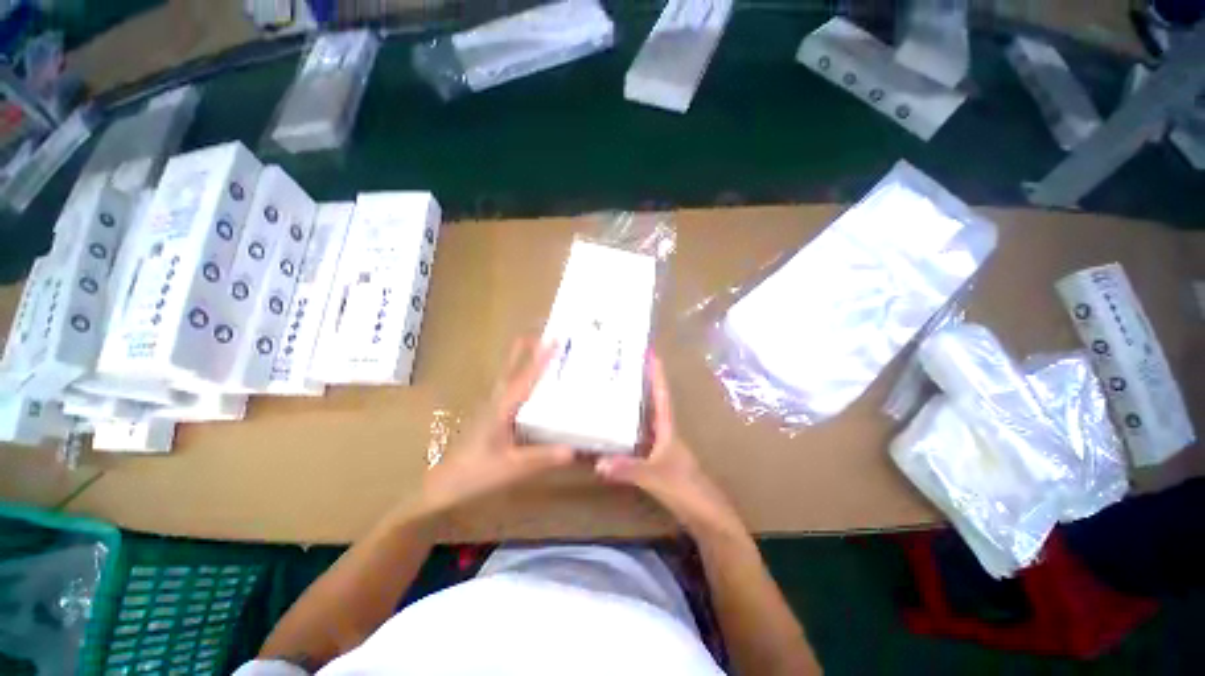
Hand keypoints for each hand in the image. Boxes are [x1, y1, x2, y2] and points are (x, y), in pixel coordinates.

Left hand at [417, 338, 574, 516]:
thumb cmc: (476, 474)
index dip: (539, 361)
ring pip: (505, 384)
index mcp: (501, 411)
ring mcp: (487, 416)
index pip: (524, 381)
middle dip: (522, 353)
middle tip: (537, 334)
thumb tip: (573, 449)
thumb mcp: (513, 468)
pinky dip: (516, 386)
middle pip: (509, 374)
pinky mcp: (485, 426)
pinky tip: (524, 395)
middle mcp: (493, 407)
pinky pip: (505, 397)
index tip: (553, 339)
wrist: (445, 485)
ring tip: (532, 355)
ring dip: (518, 367)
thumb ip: (541, 458)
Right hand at [595, 354, 745, 535]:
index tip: (647, 351)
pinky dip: (623, 438)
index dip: (655, 375)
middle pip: (652, 407)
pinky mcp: (657, 468)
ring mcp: (662, 454)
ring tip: (609, 396)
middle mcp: (666, 438)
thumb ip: (628, 469)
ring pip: (644, 426)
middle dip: (639, 387)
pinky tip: (608, 440)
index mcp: (669, 433)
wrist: (705, 516)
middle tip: (619, 369)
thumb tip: (597, 462)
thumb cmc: (686, 491)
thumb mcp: (655, 478)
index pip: (662, 397)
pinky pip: (637, 445)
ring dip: (630, 411)